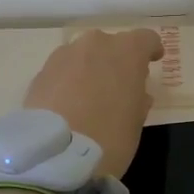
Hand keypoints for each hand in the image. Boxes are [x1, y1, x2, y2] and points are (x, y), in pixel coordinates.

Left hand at [23, 29, 163, 178]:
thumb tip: (135, 93)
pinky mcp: (41, 71)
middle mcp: (95, 43)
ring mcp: (64, 54)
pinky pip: (63, 70)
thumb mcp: (136, 121)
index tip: (152, 61)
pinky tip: (67, 105)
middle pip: (111, 44)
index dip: (151, 50)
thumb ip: (138, 99)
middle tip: (118, 85)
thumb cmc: (110, 137)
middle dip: (116, 60)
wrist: (56, 155)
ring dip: (90, 68)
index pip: (146, 38)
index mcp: (127, 51)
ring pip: (84, 55)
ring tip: (89, 96)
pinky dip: (68, 81)